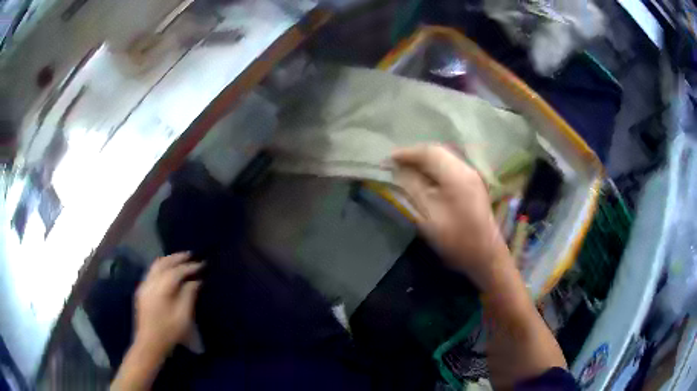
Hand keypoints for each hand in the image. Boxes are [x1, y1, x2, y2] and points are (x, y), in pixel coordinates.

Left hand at [134, 252, 202, 356]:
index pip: (176, 271)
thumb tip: (195, 281)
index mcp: (160, 288)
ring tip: (180, 260)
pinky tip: (168, 271)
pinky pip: (152, 272)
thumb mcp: (183, 317)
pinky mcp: (142, 291)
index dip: (189, 267)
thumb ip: (189, 295)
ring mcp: (144, 286)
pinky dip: (162, 267)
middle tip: (190, 255)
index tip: (201, 264)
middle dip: (177, 258)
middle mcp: (149, 282)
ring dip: (168, 260)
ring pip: (155, 266)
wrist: (149, 343)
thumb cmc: (169, 332)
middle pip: (163, 263)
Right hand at [392, 144, 510, 288]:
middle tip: (396, 163)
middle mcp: (466, 169)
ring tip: (407, 168)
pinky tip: (426, 177)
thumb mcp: (429, 216)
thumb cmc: (456, 239)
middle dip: (416, 154)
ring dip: (425, 160)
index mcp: (456, 175)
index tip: (389, 159)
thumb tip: (399, 171)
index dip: (407, 153)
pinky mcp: (473, 184)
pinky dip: (434, 167)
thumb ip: (413, 189)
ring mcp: (472, 176)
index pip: (429, 153)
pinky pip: (450, 166)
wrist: (486, 255)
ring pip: (444, 158)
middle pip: (438, 151)